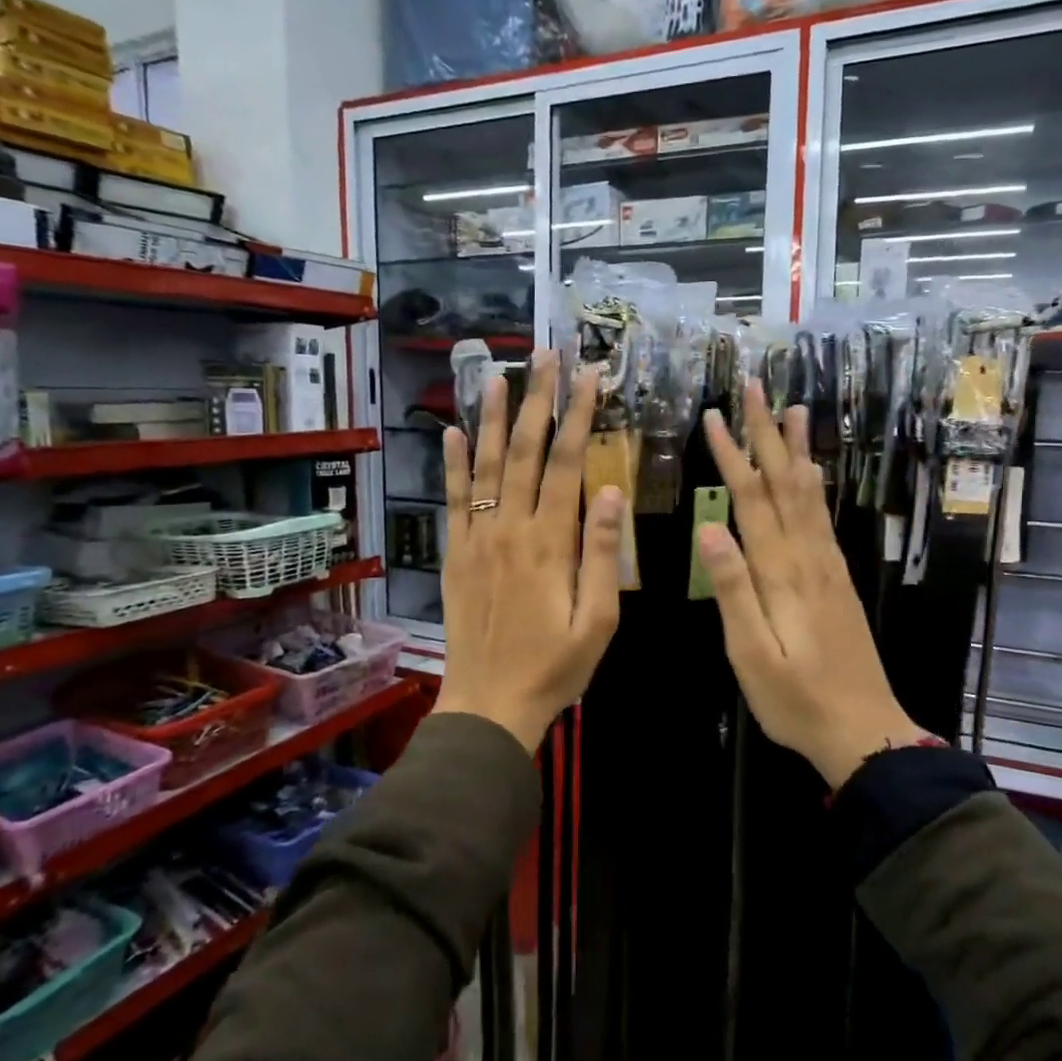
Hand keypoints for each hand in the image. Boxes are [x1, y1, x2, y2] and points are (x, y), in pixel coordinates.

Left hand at [433, 350, 624, 752]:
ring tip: (497, 375)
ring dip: (490, 418)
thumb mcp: (597, 620)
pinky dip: (451, 464)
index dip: (577, 416)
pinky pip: (454, 500)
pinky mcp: (456, 555)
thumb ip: (603, 554)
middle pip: (522, 452)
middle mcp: (510, 529)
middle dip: (536, 400)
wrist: (489, 704)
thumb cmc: (554, 667)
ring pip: (483, 466)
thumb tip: (611, 491)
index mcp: (551, 543)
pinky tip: (450, 432)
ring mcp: (478, 540)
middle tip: (543, 356)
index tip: (588, 376)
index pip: (565, 463)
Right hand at [697, 383, 932, 787]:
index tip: (713, 416)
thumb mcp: (751, 654)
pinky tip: (812, 473)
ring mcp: (828, 567)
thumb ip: (733, 589)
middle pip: (785, 484)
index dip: (732, 455)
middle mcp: (809, 557)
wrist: (863, 731)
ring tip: (792, 410)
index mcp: (782, 574)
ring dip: (797, 450)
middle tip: (756, 387)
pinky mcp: (838, 579)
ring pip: (810, 495)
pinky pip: (823, 518)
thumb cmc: (796, 700)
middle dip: (767, 434)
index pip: (752, 500)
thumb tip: (709, 527)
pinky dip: (815, 485)